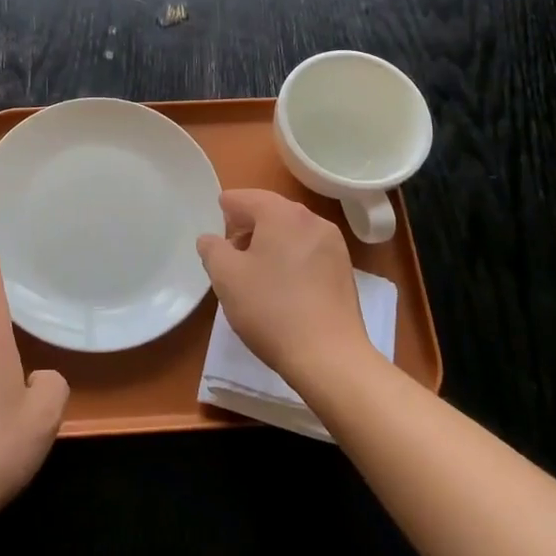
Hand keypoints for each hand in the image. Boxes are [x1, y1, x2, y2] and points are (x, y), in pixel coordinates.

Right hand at [196, 189, 376, 392]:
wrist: (329, 357)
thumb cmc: (271, 309)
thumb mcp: (226, 277)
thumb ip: (212, 249)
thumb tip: (211, 239)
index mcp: (282, 213)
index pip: (245, 198)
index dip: (225, 210)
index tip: (214, 229)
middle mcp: (312, 219)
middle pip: (271, 211)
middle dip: (247, 227)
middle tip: (229, 253)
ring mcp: (334, 245)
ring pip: (291, 232)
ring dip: (269, 242)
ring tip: (254, 272)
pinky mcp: (344, 270)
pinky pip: (308, 251)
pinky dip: (290, 258)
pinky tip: (281, 286)